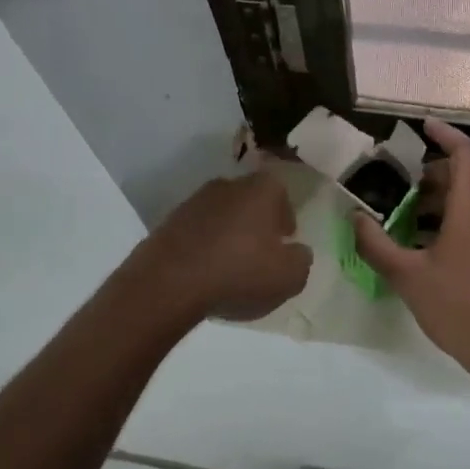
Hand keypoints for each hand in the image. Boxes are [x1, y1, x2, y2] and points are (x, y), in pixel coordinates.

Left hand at [141, 168, 311, 321]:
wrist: (169, 283)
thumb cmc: (240, 273)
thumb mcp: (289, 277)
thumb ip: (301, 260)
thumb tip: (297, 251)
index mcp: (261, 189)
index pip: (281, 192)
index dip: (285, 217)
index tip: (285, 240)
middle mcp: (227, 185)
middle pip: (250, 200)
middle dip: (257, 223)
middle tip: (261, 253)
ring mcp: (193, 202)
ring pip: (221, 215)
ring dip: (228, 234)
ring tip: (231, 266)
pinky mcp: (168, 223)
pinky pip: (196, 233)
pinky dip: (204, 247)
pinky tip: (205, 272)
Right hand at [353, 119, 469, 386]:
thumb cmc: (459, 308)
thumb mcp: (407, 277)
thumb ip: (377, 244)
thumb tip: (354, 218)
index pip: (465, 152)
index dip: (445, 134)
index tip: (422, 126)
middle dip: (437, 168)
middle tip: (404, 178)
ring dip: (446, 193)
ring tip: (410, 209)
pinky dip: (457, 213)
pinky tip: (430, 239)